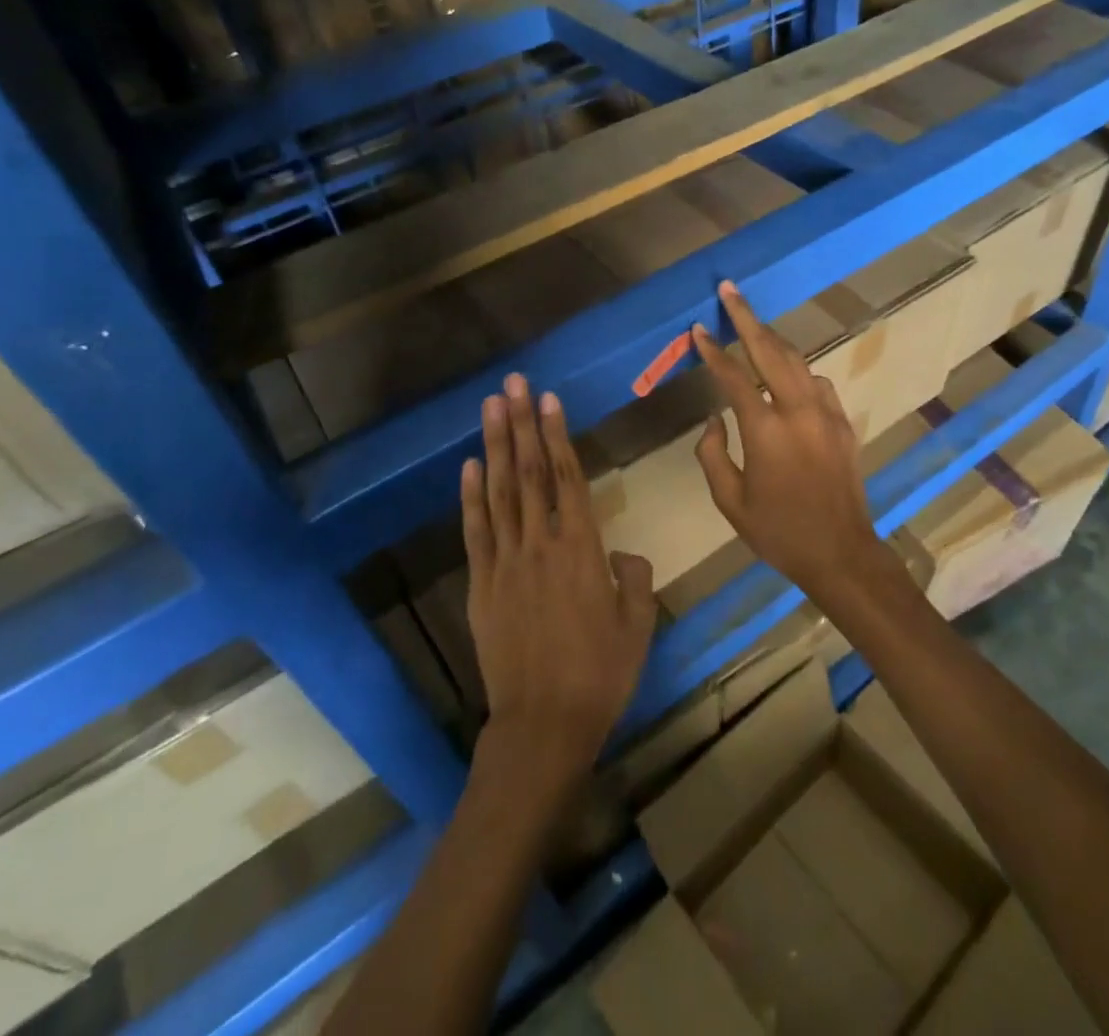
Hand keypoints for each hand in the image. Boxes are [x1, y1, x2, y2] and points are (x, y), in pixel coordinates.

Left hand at [462, 373, 656, 782]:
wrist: (544, 724)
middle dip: (522, 424)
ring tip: (492, 407)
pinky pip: (475, 531)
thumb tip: (619, 553)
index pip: (568, 478)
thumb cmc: (600, 674)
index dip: (557, 435)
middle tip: (513, 383)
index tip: (548, 400)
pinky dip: (471, 496)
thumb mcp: (638, 624)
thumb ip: (634, 578)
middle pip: (530, 472)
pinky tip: (469, 465)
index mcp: (582, 549)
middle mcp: (541, 544)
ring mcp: (505, 562)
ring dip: (496, 445)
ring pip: (500, 492)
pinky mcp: (482, 584)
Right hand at [691, 281, 886, 596]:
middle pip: (770, 350)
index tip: (697, 330)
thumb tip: (714, 419)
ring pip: (798, 361)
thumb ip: (712, 454)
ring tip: (753, 326)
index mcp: (765, 430)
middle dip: (747, 317)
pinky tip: (788, 375)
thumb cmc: (778, 532)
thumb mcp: (729, 501)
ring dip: (773, 340)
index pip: (733, 377)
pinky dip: (799, 371)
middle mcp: (798, 411)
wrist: (841, 553)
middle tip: (730, 290)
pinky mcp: (844, 424)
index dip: (712, 350)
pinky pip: (819, 383)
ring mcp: (827, 414)